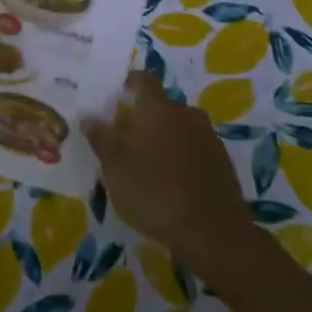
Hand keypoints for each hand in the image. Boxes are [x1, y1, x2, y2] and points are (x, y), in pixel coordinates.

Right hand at [82, 71, 254, 274]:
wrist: (213, 232)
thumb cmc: (154, 193)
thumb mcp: (115, 168)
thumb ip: (101, 138)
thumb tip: (89, 115)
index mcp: (157, 108)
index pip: (143, 79)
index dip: (129, 83)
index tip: (116, 96)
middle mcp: (185, 113)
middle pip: (160, 106)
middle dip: (143, 118)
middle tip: (125, 141)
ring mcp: (207, 136)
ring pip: (178, 127)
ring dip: (163, 138)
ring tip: (148, 165)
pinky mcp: (222, 160)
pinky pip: (194, 147)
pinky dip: (181, 156)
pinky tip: (172, 181)